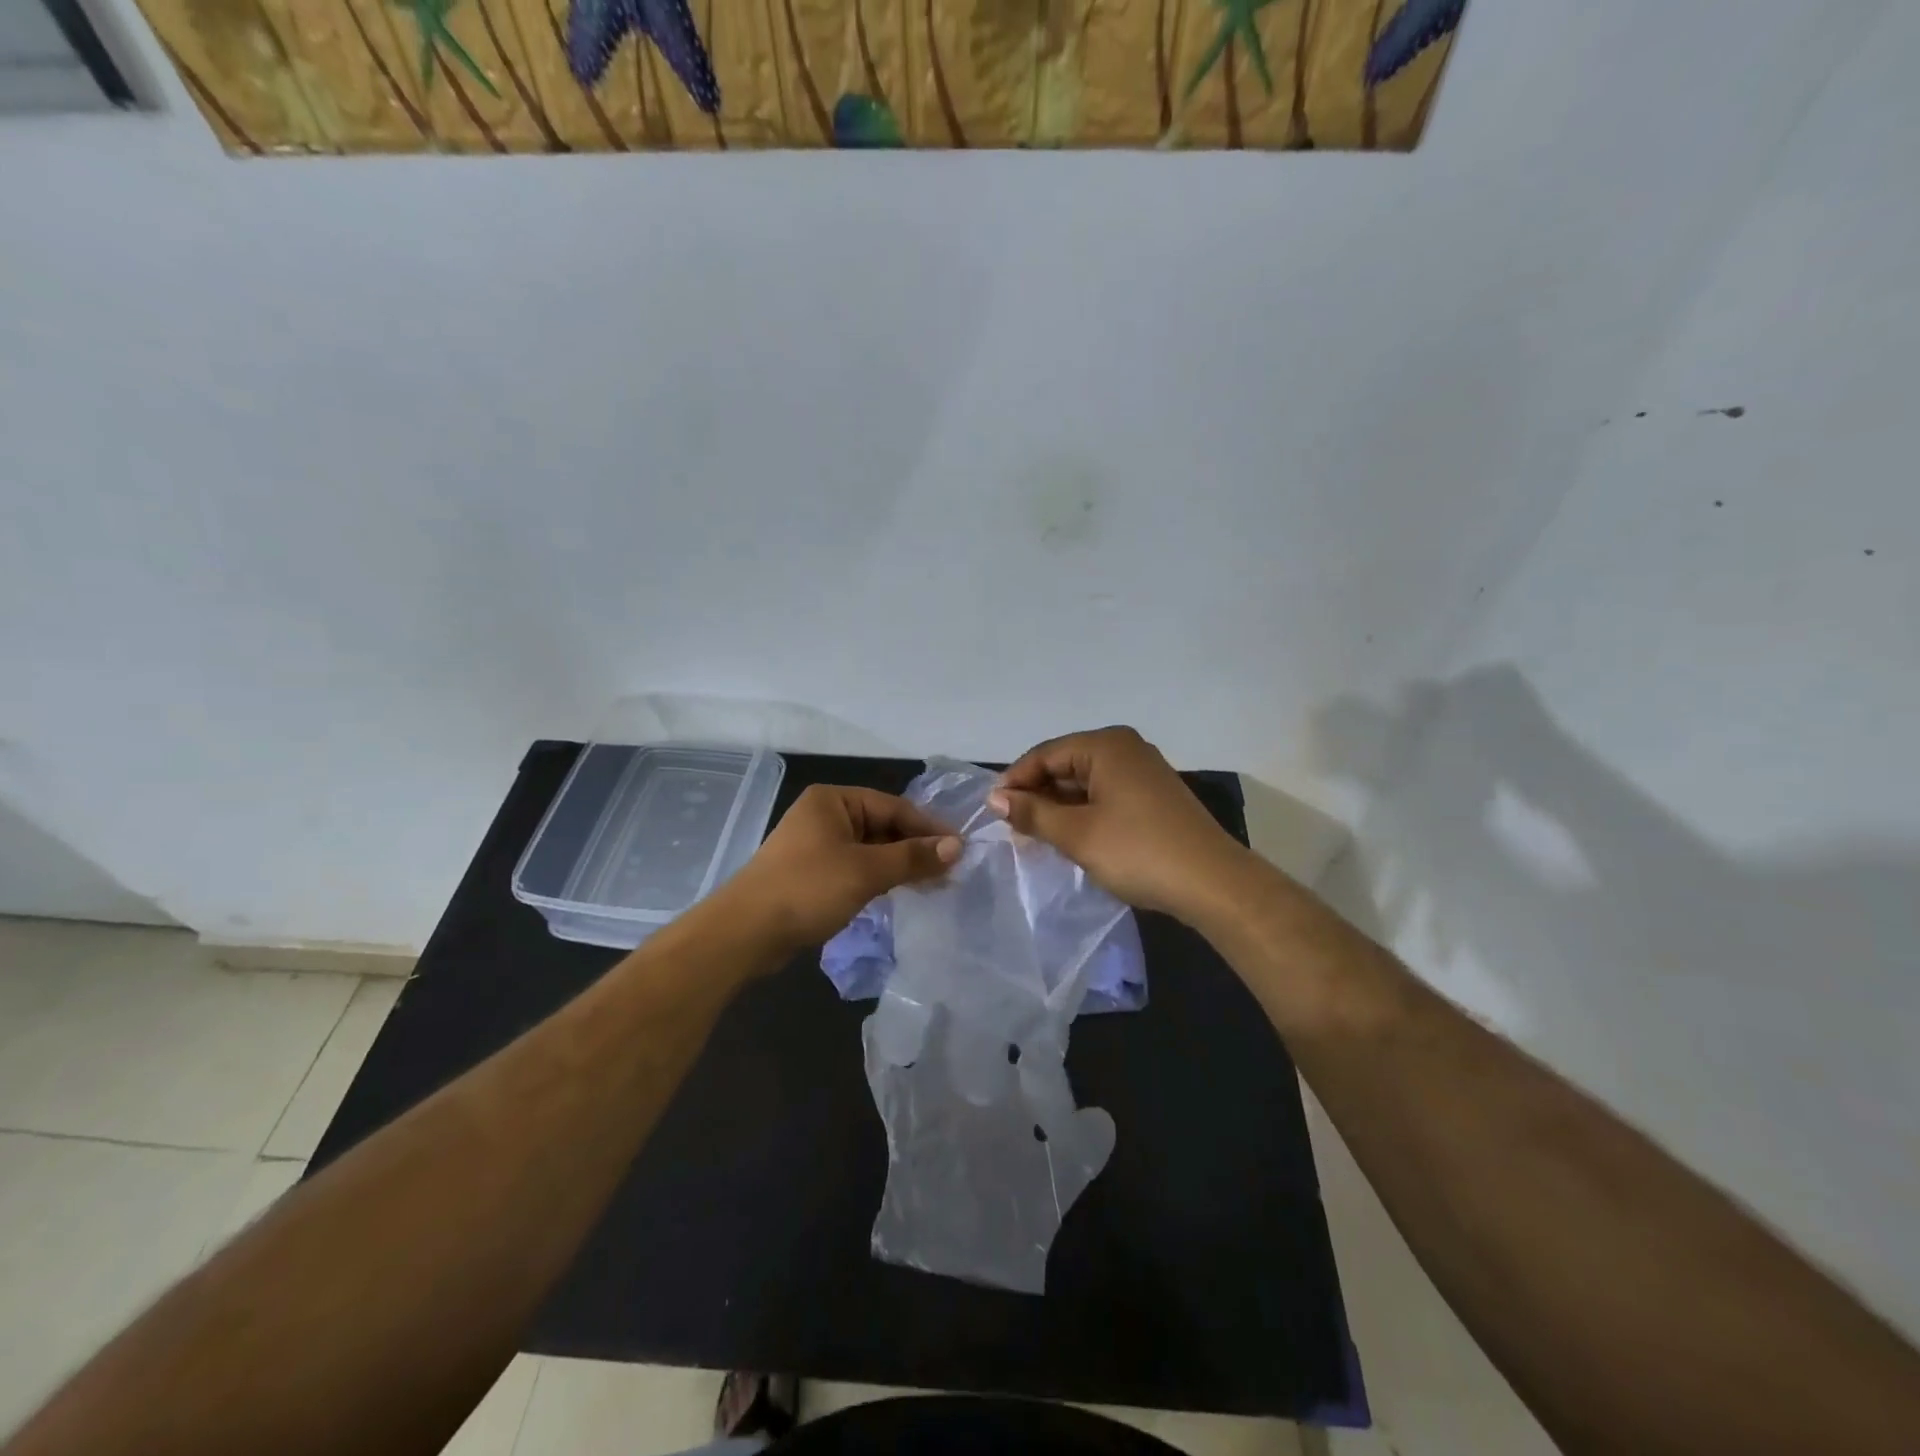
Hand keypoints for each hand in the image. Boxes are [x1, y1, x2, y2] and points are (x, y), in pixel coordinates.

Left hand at [726, 785, 961, 950]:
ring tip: (934, 883)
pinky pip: (856, 867)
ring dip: (900, 865)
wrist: (745, 934)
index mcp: (833, 800)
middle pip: (883, 826)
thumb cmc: (808, 889)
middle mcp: (825, 815)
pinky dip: (879, 877)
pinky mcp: (813, 874)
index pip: (894, 807)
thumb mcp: (866, 871)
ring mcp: (817, 845)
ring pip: (871, 849)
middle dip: (915, 847)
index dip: (928, 828)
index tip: (960, 848)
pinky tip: (900, 892)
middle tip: (951, 870)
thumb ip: (913, 857)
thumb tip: (957, 846)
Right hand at [987, 726, 1246, 916]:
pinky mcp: (1154, 796)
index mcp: (1106, 745)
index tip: (992, 812)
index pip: (1045, 754)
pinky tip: (1071, 837)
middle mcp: (1126, 749)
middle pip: (1066, 764)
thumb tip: (995, 798)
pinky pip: (1105, 795)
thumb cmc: (1138, 851)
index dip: (1015, 781)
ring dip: (1059, 807)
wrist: (1212, 883)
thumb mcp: (1077, 834)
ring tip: (1036, 836)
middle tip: (1012, 828)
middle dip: (1037, 794)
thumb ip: (1032, 813)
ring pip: (1085, 782)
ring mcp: (1143, 772)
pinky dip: (1083, 813)